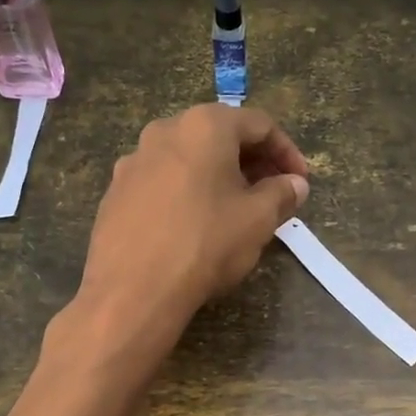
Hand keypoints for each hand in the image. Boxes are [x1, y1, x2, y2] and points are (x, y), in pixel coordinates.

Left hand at [74, 104, 308, 345]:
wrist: (132, 290)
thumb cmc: (205, 243)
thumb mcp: (258, 219)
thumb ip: (281, 194)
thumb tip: (295, 184)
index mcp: (204, 126)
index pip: (259, 125)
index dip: (286, 152)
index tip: (300, 181)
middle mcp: (164, 131)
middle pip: (219, 136)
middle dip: (252, 162)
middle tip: (273, 194)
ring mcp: (134, 161)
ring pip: (188, 158)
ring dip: (218, 177)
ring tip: (235, 210)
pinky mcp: (115, 192)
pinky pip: (162, 182)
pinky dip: (186, 193)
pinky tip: (194, 225)